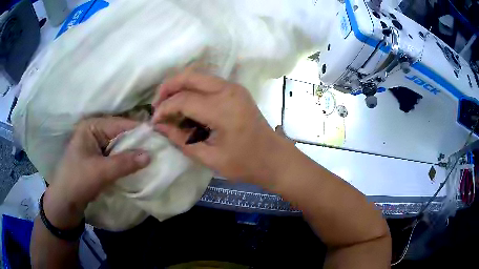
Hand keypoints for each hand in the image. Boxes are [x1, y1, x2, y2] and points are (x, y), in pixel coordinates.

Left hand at [43, 117, 150, 228]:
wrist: (65, 202)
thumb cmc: (78, 181)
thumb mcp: (101, 172)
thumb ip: (125, 163)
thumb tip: (150, 155)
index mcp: (91, 126)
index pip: (119, 124)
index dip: (139, 131)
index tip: (160, 137)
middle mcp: (94, 132)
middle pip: (120, 134)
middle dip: (137, 143)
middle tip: (159, 148)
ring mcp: (96, 145)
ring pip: (119, 146)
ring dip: (133, 153)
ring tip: (152, 157)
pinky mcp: (98, 158)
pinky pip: (116, 156)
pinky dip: (126, 161)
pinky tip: (138, 165)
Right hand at [151, 72, 285, 183]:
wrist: (274, 158)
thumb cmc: (245, 163)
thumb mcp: (210, 158)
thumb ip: (181, 140)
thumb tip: (159, 126)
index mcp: (223, 109)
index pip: (183, 100)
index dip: (164, 109)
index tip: (154, 122)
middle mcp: (228, 90)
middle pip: (189, 76)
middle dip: (168, 87)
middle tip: (157, 105)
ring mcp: (234, 87)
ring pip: (198, 76)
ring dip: (179, 86)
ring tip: (168, 105)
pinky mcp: (236, 90)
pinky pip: (207, 82)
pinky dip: (192, 89)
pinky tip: (185, 105)